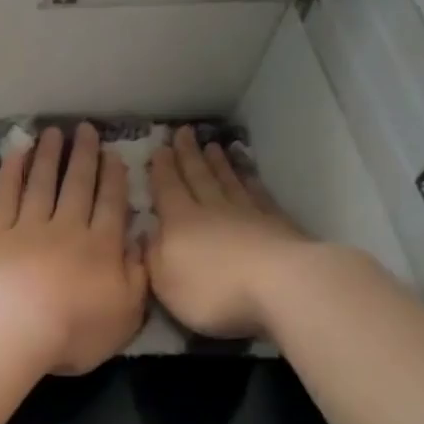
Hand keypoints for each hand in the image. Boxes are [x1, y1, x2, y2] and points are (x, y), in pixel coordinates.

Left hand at [0, 123, 148, 374]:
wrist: (17, 329)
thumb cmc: (76, 330)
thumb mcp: (126, 315)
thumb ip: (138, 278)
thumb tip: (141, 244)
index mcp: (102, 248)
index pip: (112, 205)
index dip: (114, 179)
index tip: (114, 155)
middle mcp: (68, 229)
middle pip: (78, 186)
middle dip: (84, 156)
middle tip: (86, 130)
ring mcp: (30, 228)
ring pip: (43, 184)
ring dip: (49, 157)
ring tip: (54, 133)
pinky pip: (6, 196)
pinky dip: (12, 173)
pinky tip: (17, 154)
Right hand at [147, 126, 309, 339]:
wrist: (278, 286)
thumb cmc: (212, 291)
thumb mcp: (165, 282)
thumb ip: (152, 256)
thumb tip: (145, 233)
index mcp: (180, 223)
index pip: (167, 189)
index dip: (161, 169)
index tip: (159, 147)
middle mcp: (212, 210)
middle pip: (198, 177)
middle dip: (188, 155)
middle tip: (183, 132)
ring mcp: (248, 213)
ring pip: (228, 181)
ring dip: (218, 163)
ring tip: (213, 146)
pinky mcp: (276, 223)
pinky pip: (258, 194)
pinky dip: (250, 180)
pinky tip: (248, 174)